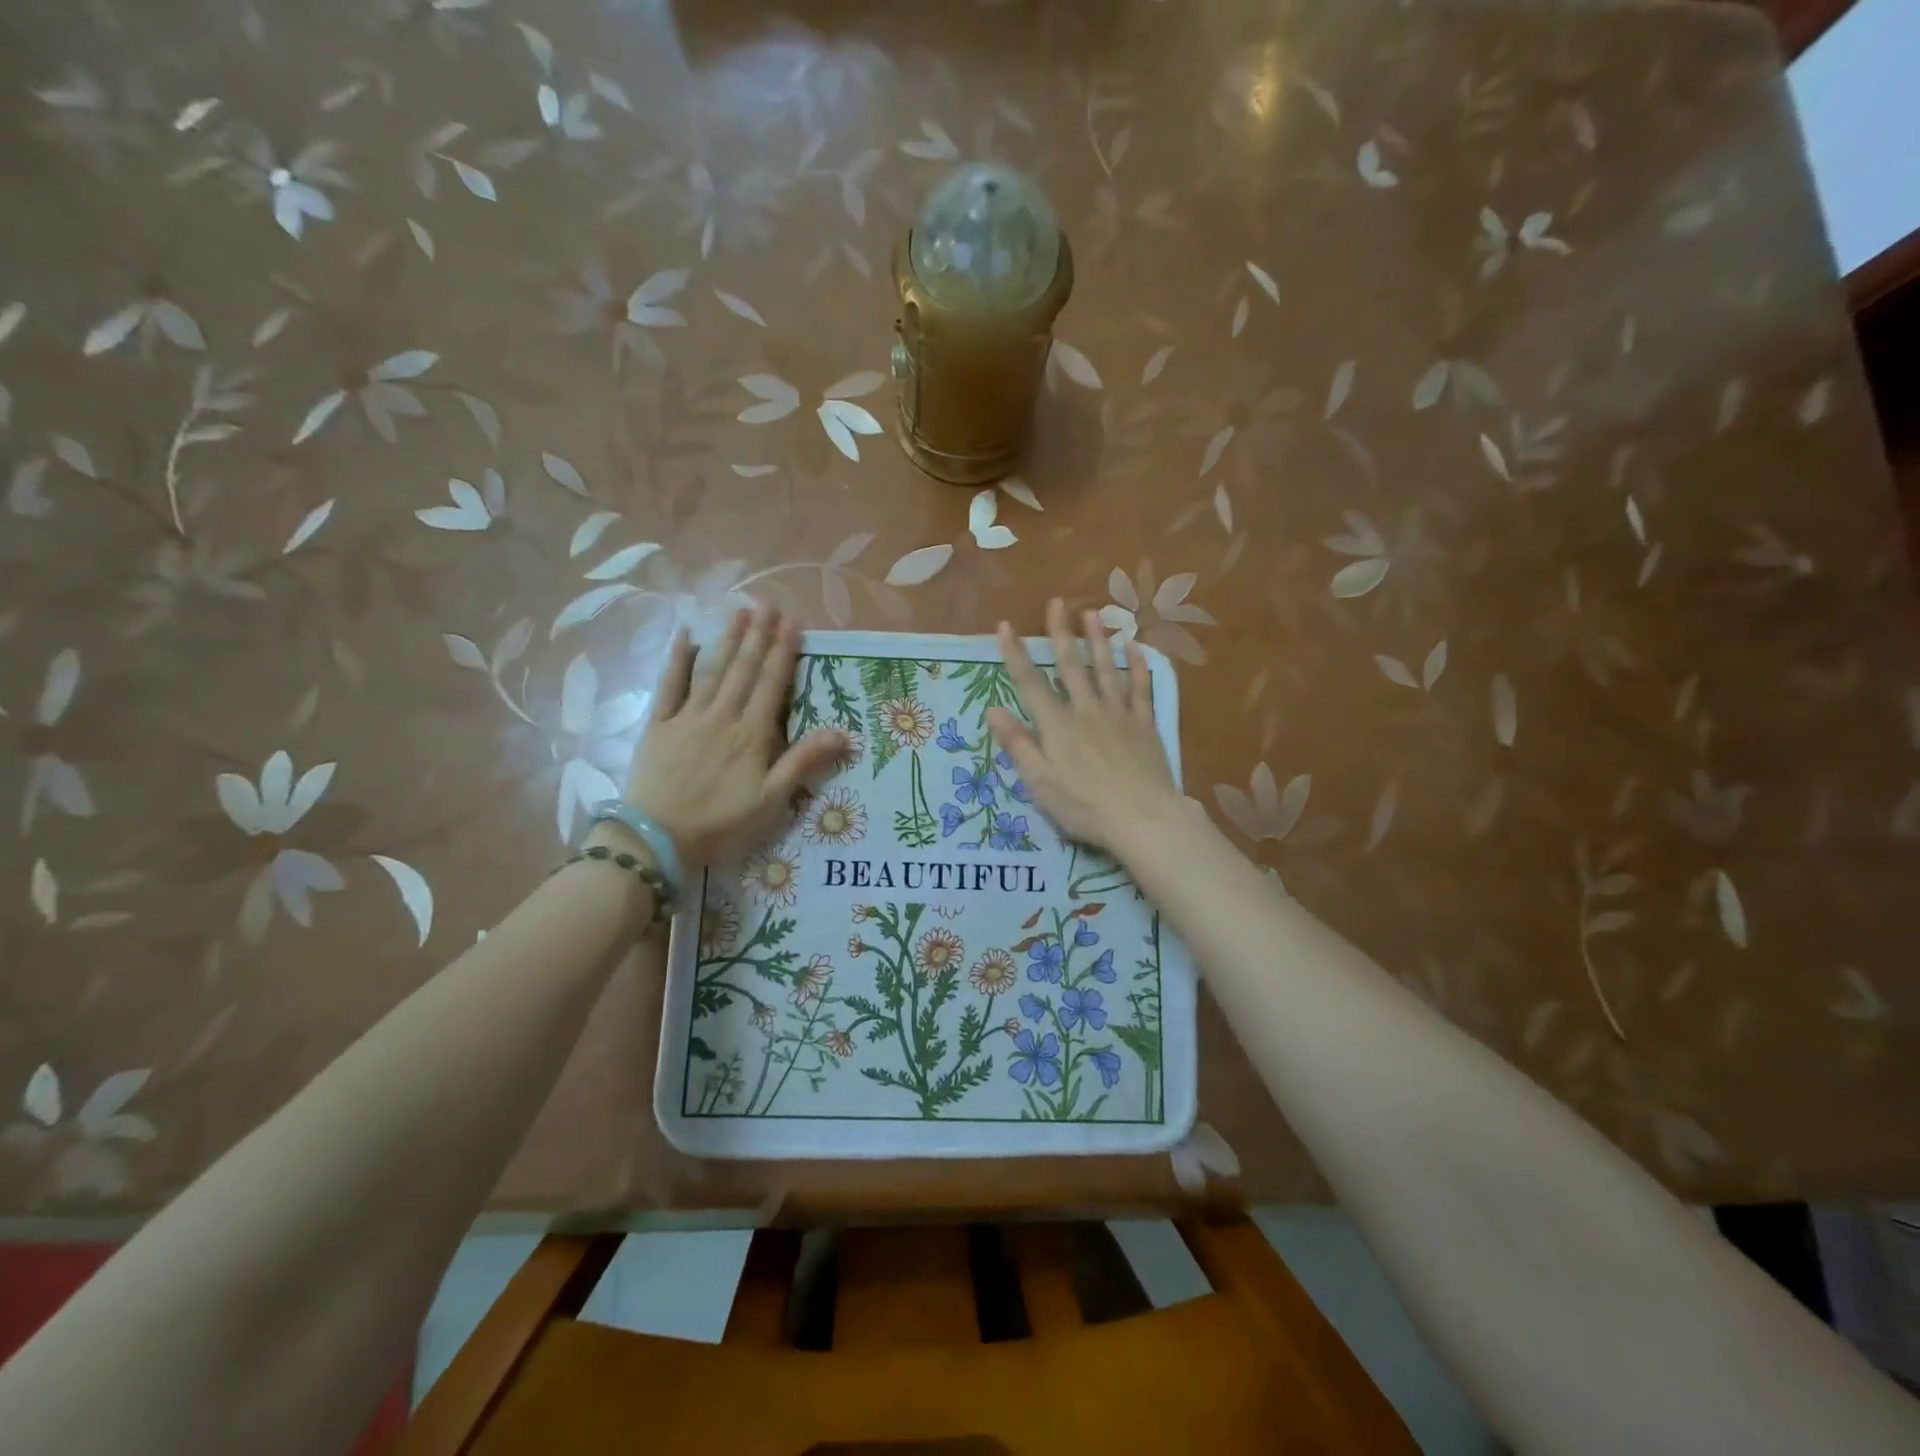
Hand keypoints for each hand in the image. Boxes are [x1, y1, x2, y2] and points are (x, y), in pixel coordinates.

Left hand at [624, 604, 846, 865]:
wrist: (657, 839)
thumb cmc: (721, 823)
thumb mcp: (771, 800)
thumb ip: (803, 762)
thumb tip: (843, 733)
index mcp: (752, 734)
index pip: (771, 684)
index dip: (783, 652)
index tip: (793, 622)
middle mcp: (722, 716)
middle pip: (743, 669)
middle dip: (758, 635)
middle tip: (768, 603)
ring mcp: (687, 718)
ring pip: (712, 670)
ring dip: (728, 639)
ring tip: (740, 611)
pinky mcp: (659, 726)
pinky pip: (669, 686)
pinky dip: (677, 660)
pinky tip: (685, 636)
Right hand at [985, 598, 1182, 858]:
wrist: (1141, 818)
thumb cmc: (1083, 806)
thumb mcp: (1039, 782)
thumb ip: (1018, 744)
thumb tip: (993, 710)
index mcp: (1056, 725)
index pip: (1030, 683)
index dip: (1015, 654)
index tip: (1005, 625)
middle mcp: (1085, 710)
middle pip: (1070, 666)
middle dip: (1060, 632)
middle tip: (1057, 602)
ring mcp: (1118, 714)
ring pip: (1106, 669)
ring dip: (1098, 640)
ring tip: (1093, 613)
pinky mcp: (1144, 725)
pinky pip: (1141, 689)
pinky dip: (1139, 667)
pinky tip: (1136, 648)